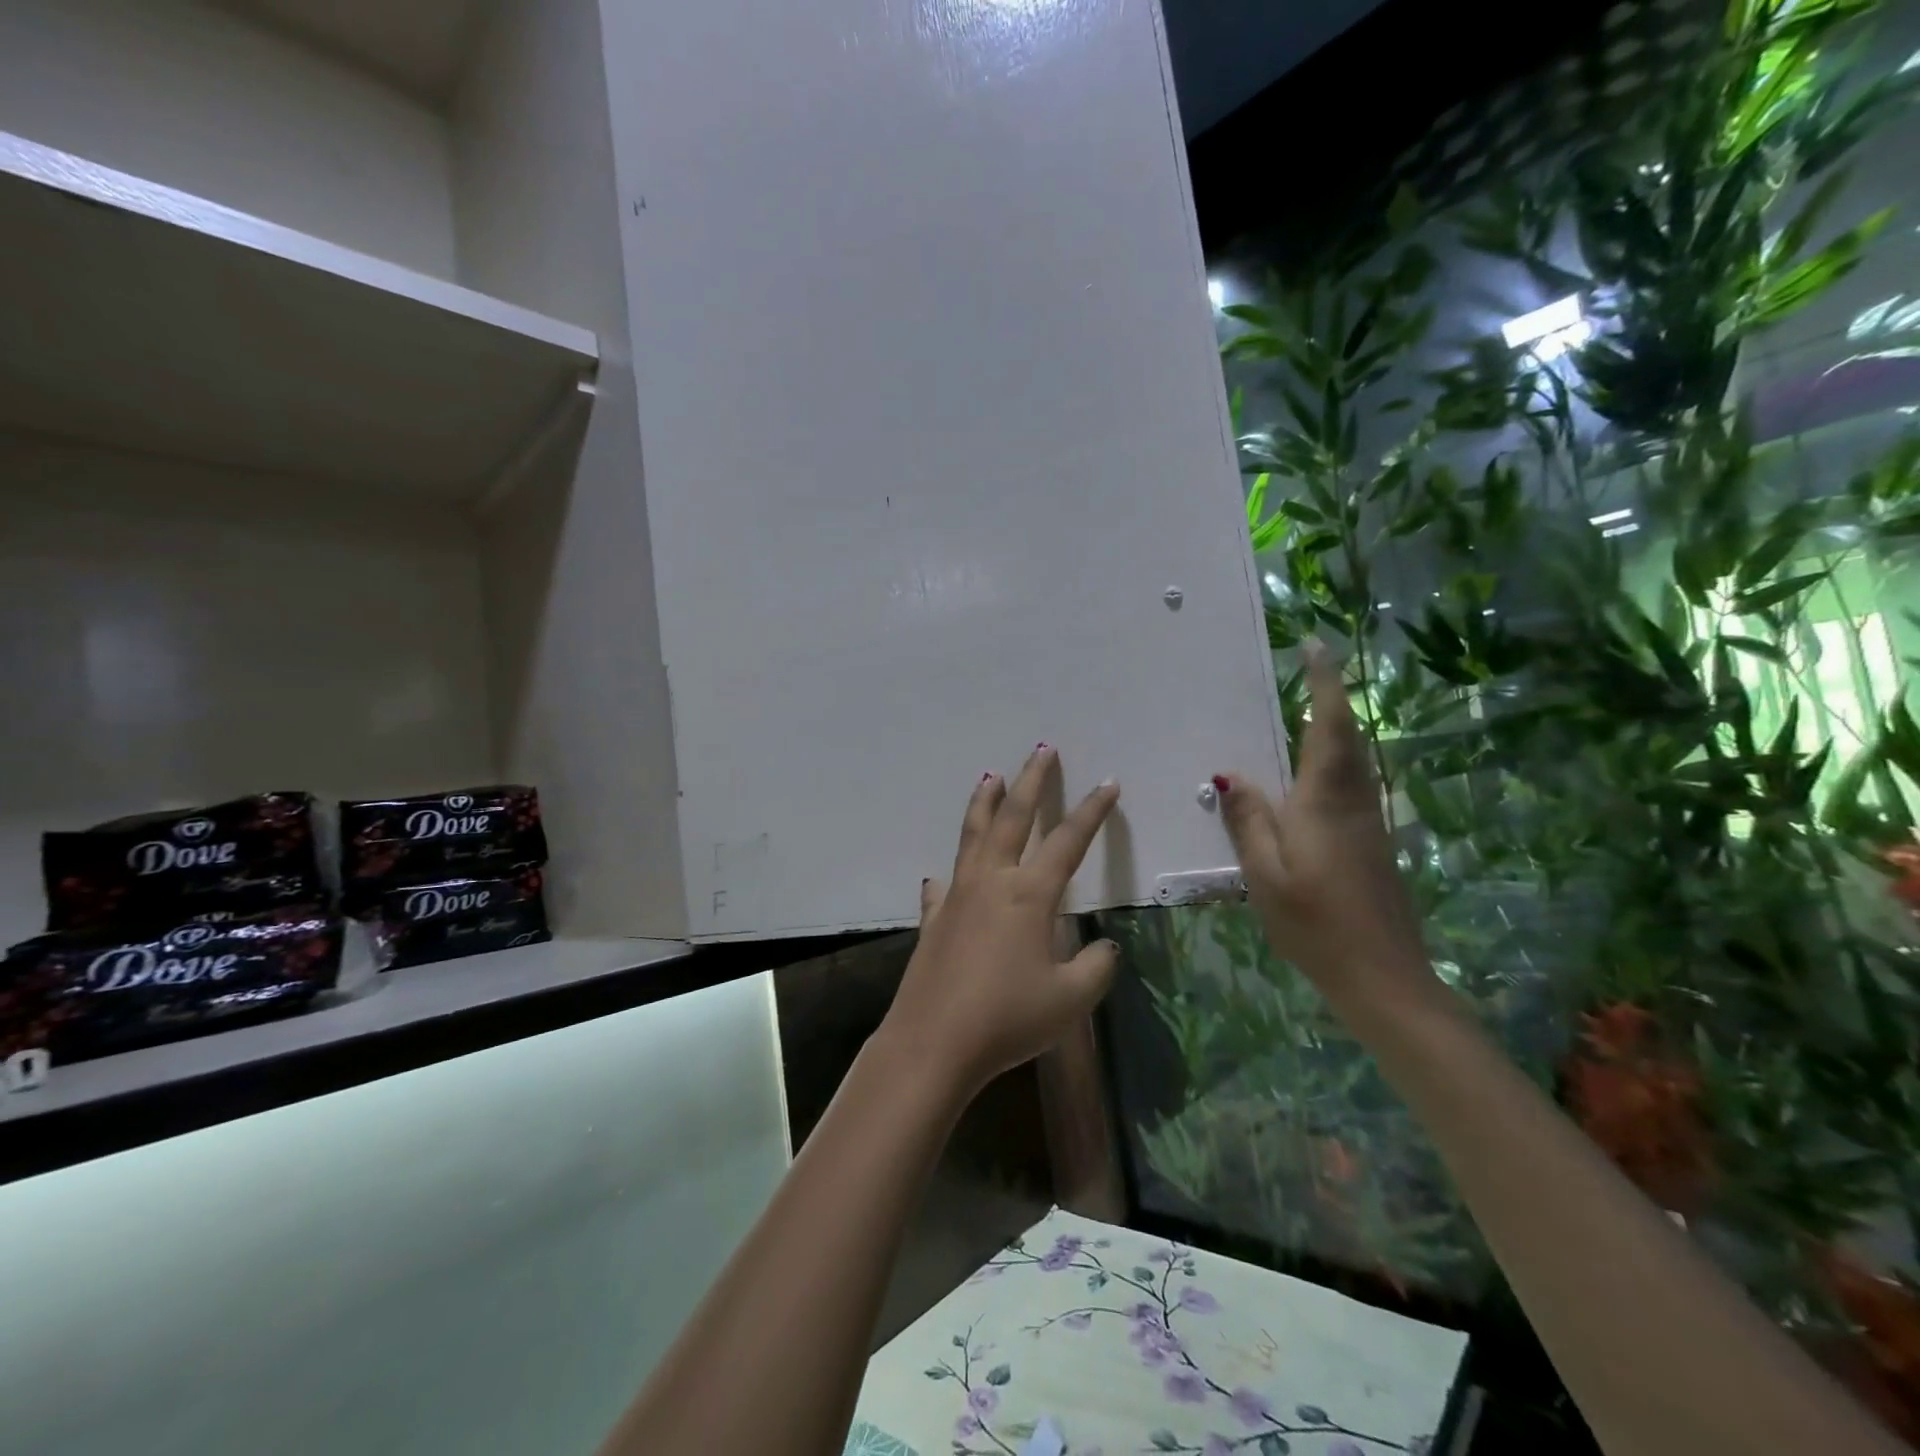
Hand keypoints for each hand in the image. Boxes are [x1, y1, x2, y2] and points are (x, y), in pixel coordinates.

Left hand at [879, 746, 1121, 1098]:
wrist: (935, 1043)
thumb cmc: (1008, 1018)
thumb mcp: (1070, 999)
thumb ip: (1096, 968)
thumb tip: (1105, 948)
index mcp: (1028, 894)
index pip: (1068, 841)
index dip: (1092, 811)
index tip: (1108, 783)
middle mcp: (991, 882)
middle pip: (1012, 818)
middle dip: (1030, 781)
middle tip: (1041, 750)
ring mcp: (956, 898)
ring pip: (972, 836)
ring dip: (984, 804)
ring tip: (991, 777)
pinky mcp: (932, 920)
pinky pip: (943, 887)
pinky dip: (949, 874)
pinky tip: (944, 876)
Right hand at [1216, 646, 1440, 1020]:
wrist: (1384, 976)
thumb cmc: (1316, 924)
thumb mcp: (1265, 875)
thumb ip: (1249, 821)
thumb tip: (1229, 775)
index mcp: (1324, 801)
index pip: (1327, 726)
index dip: (1323, 684)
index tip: (1314, 646)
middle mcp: (1353, 801)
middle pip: (1347, 736)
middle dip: (1331, 697)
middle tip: (1309, 667)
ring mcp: (1369, 821)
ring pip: (1354, 759)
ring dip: (1335, 725)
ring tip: (1308, 707)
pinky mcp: (1372, 841)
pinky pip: (1352, 783)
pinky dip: (1336, 758)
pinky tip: (1313, 773)